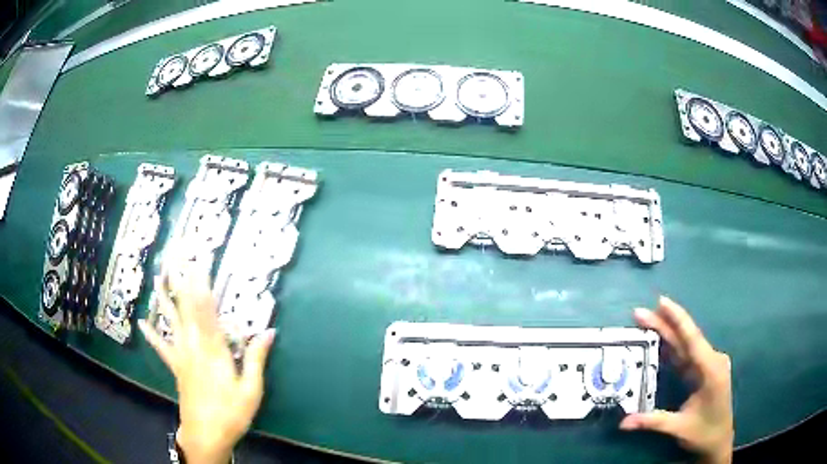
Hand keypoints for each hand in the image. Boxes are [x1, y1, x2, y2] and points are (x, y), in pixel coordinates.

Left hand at [138, 267, 275, 463]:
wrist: (206, 435)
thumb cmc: (231, 413)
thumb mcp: (251, 390)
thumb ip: (256, 359)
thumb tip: (268, 331)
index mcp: (213, 350)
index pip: (206, 310)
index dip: (202, 283)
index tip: (199, 261)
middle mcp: (193, 346)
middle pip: (186, 307)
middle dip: (182, 280)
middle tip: (178, 256)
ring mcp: (181, 355)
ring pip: (170, 320)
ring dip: (164, 297)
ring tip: (158, 277)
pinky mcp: (176, 367)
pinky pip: (161, 347)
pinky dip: (151, 333)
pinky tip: (142, 322)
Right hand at [620, 296, 732, 463]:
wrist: (719, 440)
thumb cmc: (704, 432)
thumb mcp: (679, 427)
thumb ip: (653, 421)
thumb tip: (623, 422)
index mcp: (711, 369)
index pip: (692, 339)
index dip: (677, 319)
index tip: (661, 301)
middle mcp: (712, 360)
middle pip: (686, 339)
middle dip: (664, 324)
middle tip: (640, 313)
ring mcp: (709, 364)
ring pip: (685, 345)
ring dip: (667, 334)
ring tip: (647, 322)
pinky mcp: (704, 370)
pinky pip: (686, 356)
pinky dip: (672, 348)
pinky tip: (660, 342)